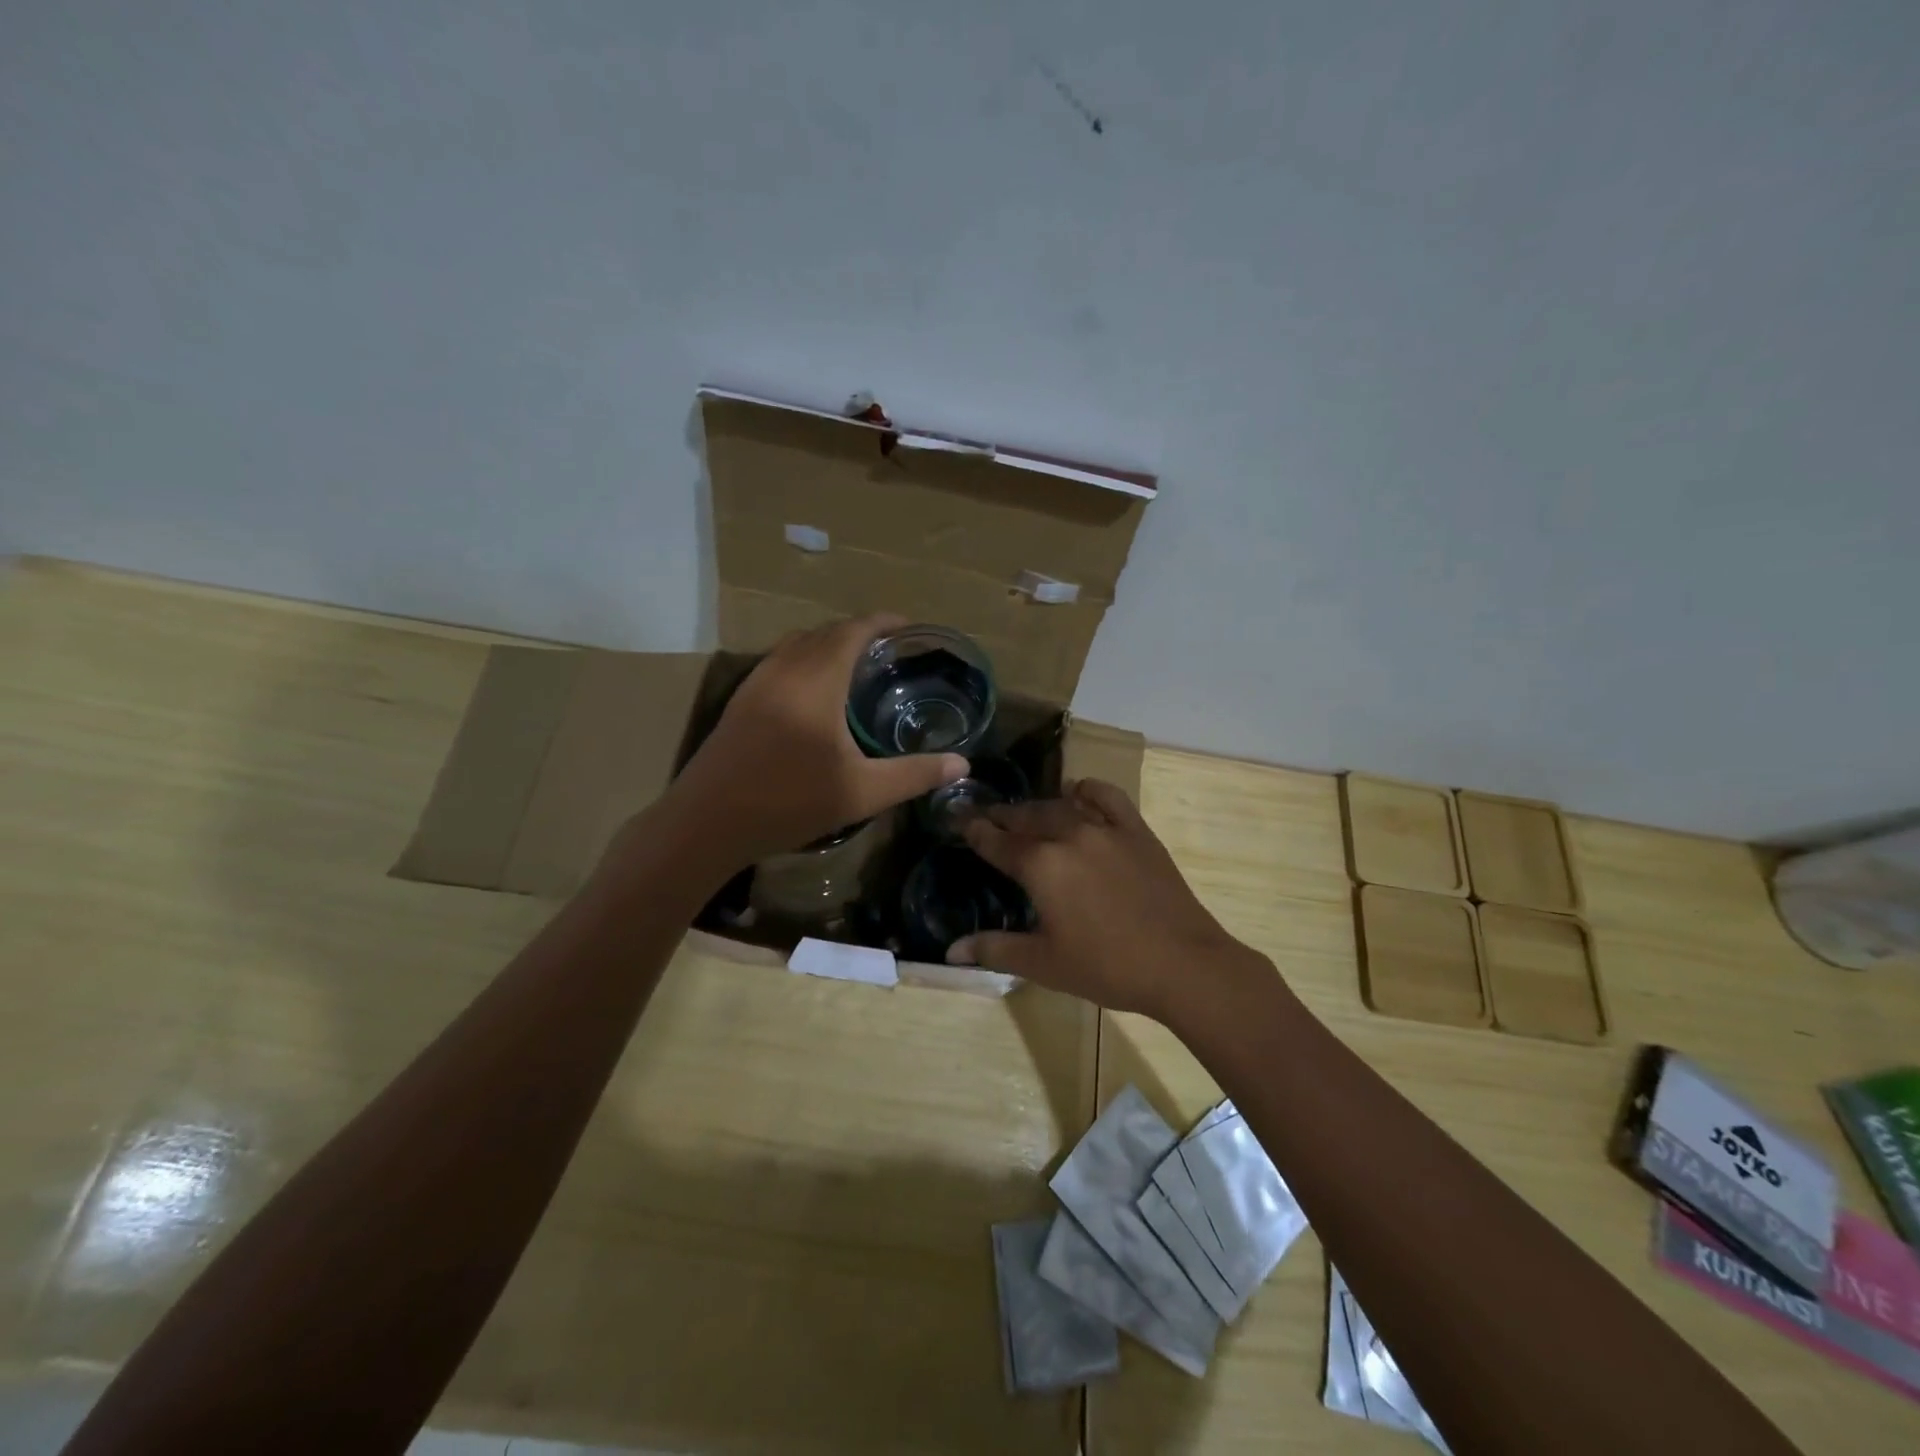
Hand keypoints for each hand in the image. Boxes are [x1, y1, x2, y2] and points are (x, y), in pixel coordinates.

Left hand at [662, 614, 967, 869]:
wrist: (706, 822)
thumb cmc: (789, 801)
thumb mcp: (862, 792)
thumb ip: (915, 774)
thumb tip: (962, 765)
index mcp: (817, 680)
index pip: (853, 630)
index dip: (883, 622)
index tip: (909, 627)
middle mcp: (784, 668)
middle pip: (825, 632)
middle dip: (859, 632)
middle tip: (890, 651)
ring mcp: (756, 682)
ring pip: (798, 644)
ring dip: (828, 644)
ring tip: (856, 665)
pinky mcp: (740, 701)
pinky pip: (779, 661)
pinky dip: (805, 660)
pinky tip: (814, 693)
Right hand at [949, 779, 1264, 1021]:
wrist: (1182, 964)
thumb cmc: (1107, 967)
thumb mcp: (1045, 963)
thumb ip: (995, 949)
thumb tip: (951, 951)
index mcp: (1041, 866)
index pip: (997, 842)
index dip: (975, 831)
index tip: (959, 820)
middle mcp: (1069, 835)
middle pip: (1026, 817)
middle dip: (1003, 816)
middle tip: (987, 816)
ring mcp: (1105, 828)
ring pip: (1061, 805)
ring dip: (1038, 807)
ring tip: (1025, 813)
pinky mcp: (1136, 830)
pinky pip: (1107, 796)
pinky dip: (1087, 790)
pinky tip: (1078, 793)